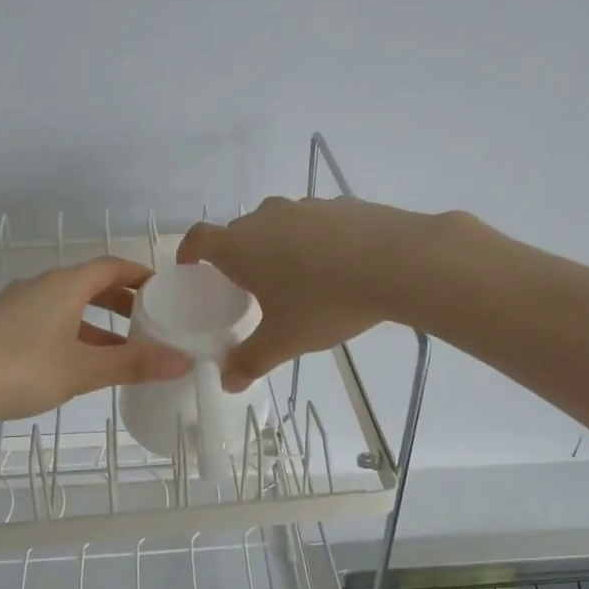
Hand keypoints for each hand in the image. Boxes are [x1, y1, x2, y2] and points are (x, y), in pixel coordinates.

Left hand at [0, 256, 191, 425]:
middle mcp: (41, 285)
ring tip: (122, 347)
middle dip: (122, 300)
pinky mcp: (1, 326)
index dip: (140, 274)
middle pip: (91, 283)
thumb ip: (133, 364)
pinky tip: (79, 363)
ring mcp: (18, 305)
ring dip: (98, 321)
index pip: (111, 266)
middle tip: (150, 320)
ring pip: (69, 305)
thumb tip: (183, 360)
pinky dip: (74, 333)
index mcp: (65, 284)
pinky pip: (50, 320)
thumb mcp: (82, 369)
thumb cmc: (20, 369)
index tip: (164, 290)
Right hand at [177, 195, 450, 390]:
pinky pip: (313, 223)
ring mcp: (305, 207)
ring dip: (277, 246)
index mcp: (241, 246)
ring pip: (278, 225)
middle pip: (239, 232)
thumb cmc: (326, 301)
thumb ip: (251, 360)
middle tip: (248, 286)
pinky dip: (313, 241)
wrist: (398, 262)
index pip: (200, 239)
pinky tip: (336, 266)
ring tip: (295, 278)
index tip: (190, 264)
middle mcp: (266, 218)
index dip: (189, 250)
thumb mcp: (286, 340)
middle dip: (237, 256)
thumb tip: (227, 383)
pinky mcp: (340, 205)